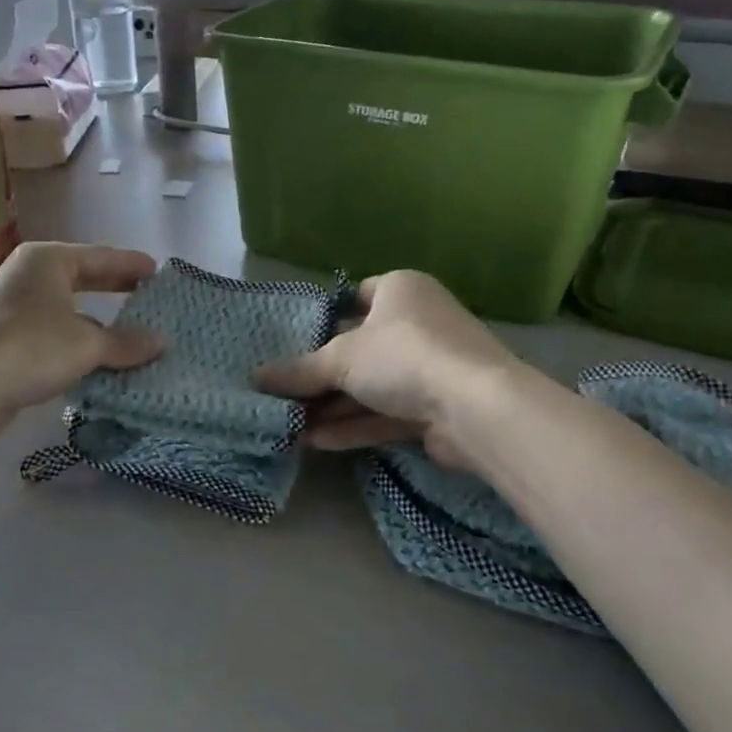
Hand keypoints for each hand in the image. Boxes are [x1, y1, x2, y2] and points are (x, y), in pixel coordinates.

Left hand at [0, 242, 163, 442]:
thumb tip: (162, 342)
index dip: (131, 264)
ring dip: (97, 322)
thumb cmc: (30, 347)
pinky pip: (53, 335)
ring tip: (130, 333)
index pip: (101, 256)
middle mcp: (28, 276)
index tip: (158, 272)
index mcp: (48, 260)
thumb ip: (127, 342)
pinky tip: (96, 360)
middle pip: (82, 278)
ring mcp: (13, 308)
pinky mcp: (4, 340)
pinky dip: (76, 344)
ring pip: (67, 309)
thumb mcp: (87, 344)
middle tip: (147, 295)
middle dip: (114, 288)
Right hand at [254, 270, 516, 472]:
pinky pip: (386, 412)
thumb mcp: (340, 359)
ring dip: (334, 406)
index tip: (295, 342)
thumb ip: (299, 371)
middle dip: (322, 375)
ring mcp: (431, 367)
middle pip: (361, 348)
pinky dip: (355, 425)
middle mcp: (419, 322)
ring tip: (291, 424)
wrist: (476, 408)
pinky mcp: (436, 408)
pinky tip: (317, 442)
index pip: (358, 295)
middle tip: (283, 392)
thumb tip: (256, 378)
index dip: (327, 318)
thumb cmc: (403, 356)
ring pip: (372, 385)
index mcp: (401, 290)